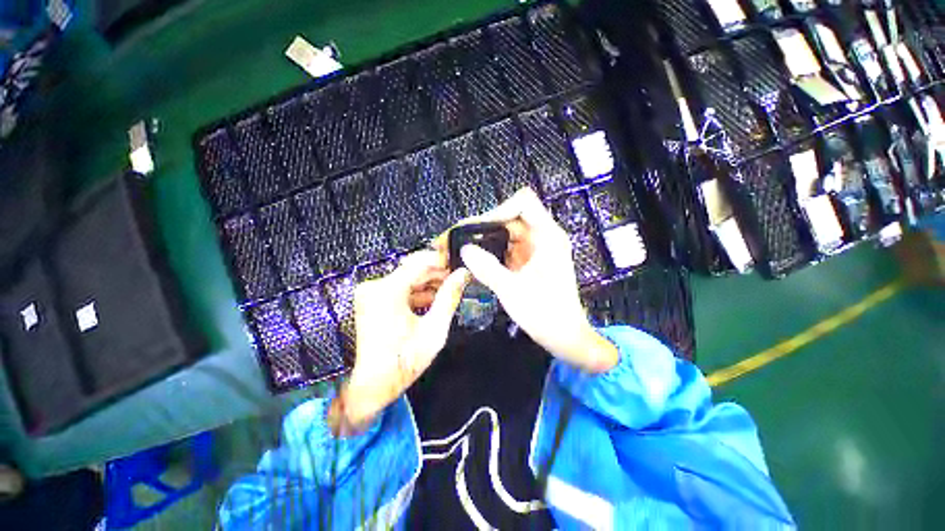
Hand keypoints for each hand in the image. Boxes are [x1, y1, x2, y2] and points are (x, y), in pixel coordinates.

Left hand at [331, 251, 468, 434]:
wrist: (372, 385)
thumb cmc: (405, 360)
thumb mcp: (434, 329)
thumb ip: (449, 297)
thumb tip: (463, 274)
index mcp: (388, 291)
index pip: (419, 262)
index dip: (442, 260)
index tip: (459, 264)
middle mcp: (375, 286)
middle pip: (413, 269)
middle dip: (437, 274)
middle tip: (457, 280)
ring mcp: (371, 293)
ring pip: (407, 279)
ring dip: (428, 284)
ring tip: (448, 291)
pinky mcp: (371, 300)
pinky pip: (399, 289)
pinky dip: (416, 293)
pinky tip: (432, 301)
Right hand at [453, 188, 617, 372]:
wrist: (564, 337)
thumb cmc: (546, 315)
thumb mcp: (513, 291)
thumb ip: (487, 268)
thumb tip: (465, 249)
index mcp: (547, 236)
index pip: (523, 203)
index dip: (499, 209)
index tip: (478, 228)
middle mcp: (542, 237)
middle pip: (509, 217)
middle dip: (482, 226)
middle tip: (457, 238)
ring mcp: (534, 249)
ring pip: (504, 233)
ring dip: (483, 240)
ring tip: (461, 249)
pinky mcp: (527, 261)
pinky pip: (505, 248)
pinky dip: (490, 252)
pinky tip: (474, 260)